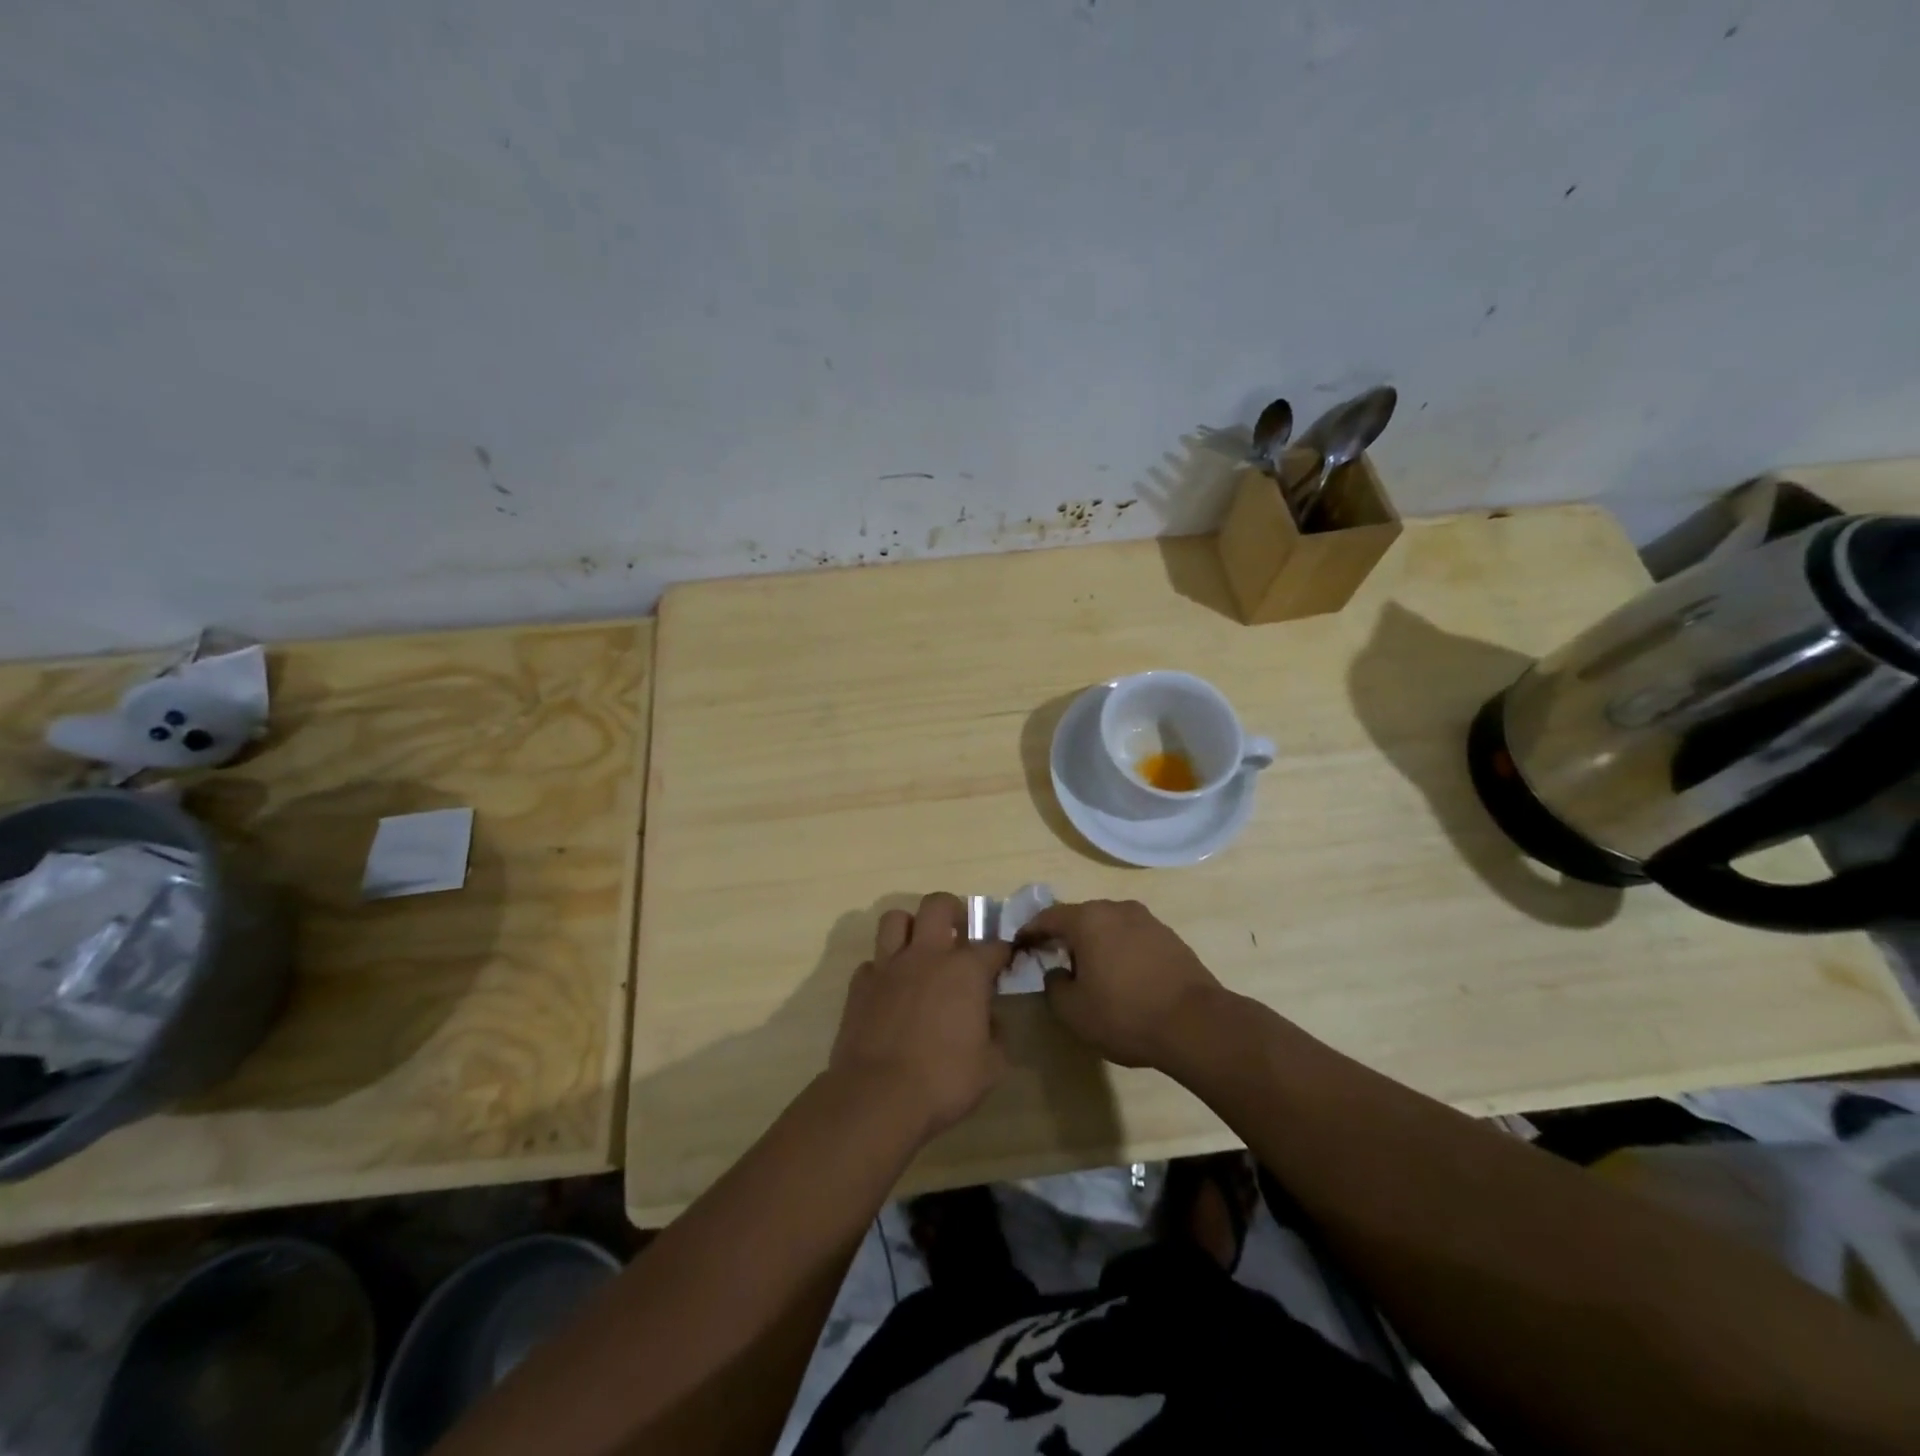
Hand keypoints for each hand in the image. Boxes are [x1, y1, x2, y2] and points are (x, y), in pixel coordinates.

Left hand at [829, 892, 1012, 1139]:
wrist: (877, 1096)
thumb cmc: (943, 1081)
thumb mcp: (991, 1067)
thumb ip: (997, 1035)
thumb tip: (990, 1019)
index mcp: (965, 970)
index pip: (993, 945)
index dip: (1002, 951)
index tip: (1004, 962)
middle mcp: (927, 955)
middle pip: (938, 904)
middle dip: (952, 911)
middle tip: (958, 934)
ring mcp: (888, 966)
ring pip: (895, 919)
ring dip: (910, 927)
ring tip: (919, 949)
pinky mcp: (859, 984)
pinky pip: (872, 961)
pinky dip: (883, 969)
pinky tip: (890, 989)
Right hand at [1018, 899, 1228, 1070]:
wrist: (1196, 1024)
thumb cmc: (1125, 1014)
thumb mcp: (1073, 1011)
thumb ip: (1054, 986)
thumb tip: (1057, 972)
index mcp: (1088, 920)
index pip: (1048, 917)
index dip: (1030, 931)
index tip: (1019, 944)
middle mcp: (1116, 909)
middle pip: (1080, 917)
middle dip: (1064, 935)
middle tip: (1053, 957)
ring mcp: (1147, 920)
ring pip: (1108, 926)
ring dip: (1095, 942)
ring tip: (1090, 969)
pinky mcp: (1169, 937)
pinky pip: (1132, 937)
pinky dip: (1120, 950)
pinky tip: (1122, 976)